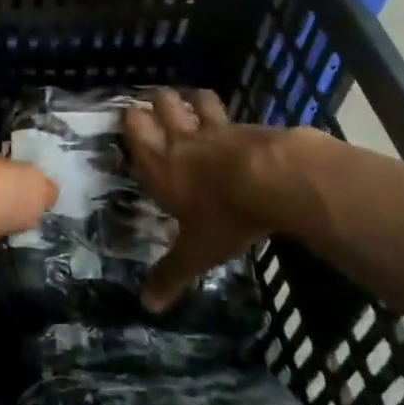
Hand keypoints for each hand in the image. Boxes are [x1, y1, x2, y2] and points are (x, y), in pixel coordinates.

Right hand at [124, 88, 285, 312]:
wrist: (272, 180)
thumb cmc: (223, 216)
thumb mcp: (196, 253)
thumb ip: (171, 273)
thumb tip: (146, 305)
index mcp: (160, 164)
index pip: (135, 128)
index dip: (131, 121)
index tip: (131, 119)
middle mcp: (182, 139)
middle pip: (163, 104)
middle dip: (159, 102)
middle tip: (159, 107)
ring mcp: (216, 129)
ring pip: (197, 99)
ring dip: (193, 100)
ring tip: (193, 103)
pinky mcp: (247, 126)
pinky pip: (232, 114)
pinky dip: (229, 116)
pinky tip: (236, 126)